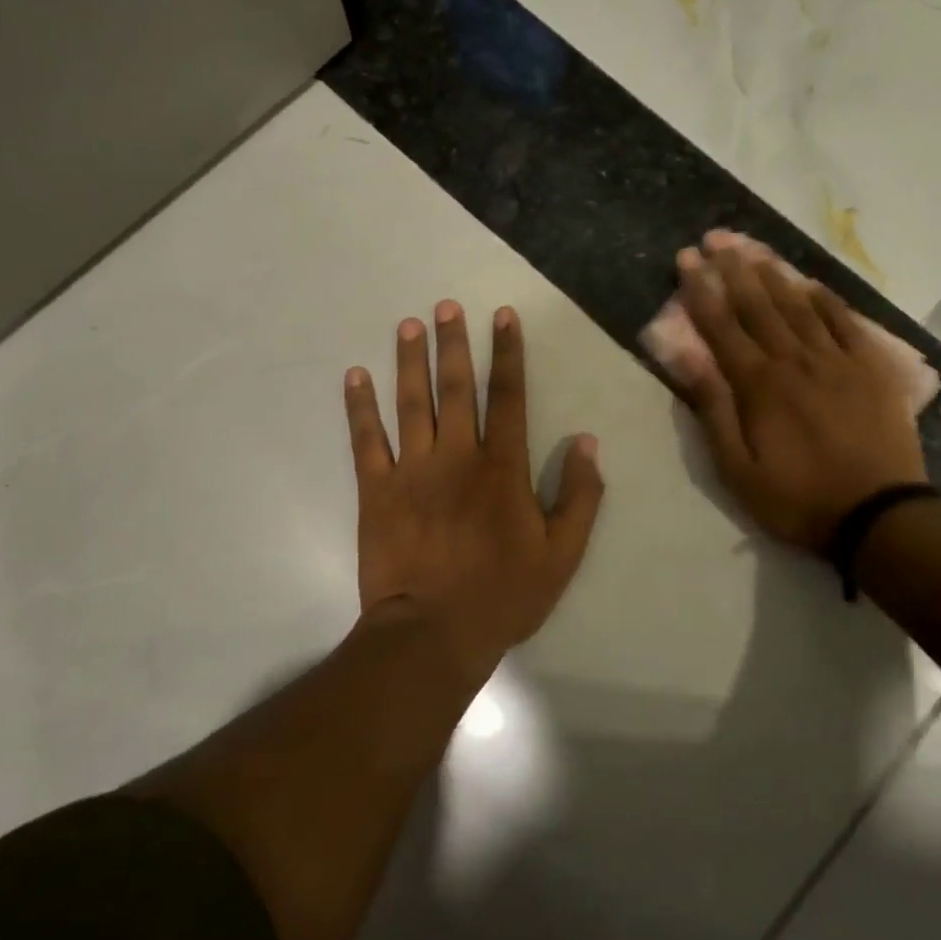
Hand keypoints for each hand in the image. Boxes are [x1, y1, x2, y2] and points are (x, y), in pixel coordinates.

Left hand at [343, 301, 605, 673]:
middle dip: (453, 343)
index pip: (509, 396)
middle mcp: (457, 456)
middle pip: (456, 388)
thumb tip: (586, 442)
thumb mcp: (562, 554)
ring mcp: (412, 470)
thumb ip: (579, 496)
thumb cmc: (503, 595)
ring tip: (408, 324)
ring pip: (411, 403)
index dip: (508, 353)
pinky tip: (354, 375)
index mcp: (502, 467)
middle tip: (446, 306)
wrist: (433, 633)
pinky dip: (359, 406)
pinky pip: (365, 439)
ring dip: (409, 361)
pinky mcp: (376, 490)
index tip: (503, 316)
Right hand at [671, 243, 927, 550]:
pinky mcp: (872, 367)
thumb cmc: (798, 499)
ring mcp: (838, 360)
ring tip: (754, 248)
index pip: (722, 326)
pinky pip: (846, 321)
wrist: (880, 515)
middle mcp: (795, 360)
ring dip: (773, 274)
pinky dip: (826, 298)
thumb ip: (713, 409)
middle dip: (733, 269)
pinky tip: (810, 282)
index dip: (701, 289)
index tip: (686, 259)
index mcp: (759, 385)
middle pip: (758, 305)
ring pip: (799, 305)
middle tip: (715, 239)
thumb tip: (688, 357)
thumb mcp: (738, 469)